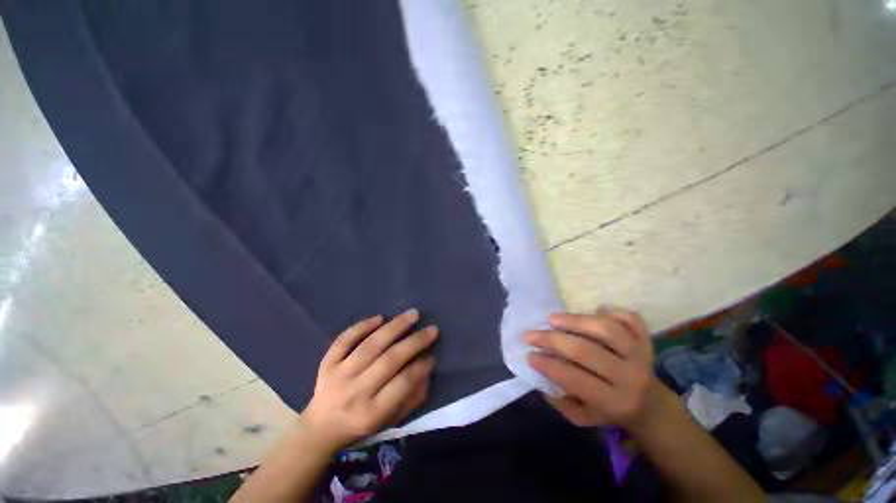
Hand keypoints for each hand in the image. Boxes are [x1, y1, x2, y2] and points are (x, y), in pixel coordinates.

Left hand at [300, 309, 437, 452]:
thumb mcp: (389, 421)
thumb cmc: (361, 426)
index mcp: (371, 413)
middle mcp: (354, 393)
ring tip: (412, 314)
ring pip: (370, 345)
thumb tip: (426, 369)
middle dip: (414, 342)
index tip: (432, 356)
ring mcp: (338, 376)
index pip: (402, 384)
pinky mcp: (326, 364)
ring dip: (394, 327)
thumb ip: (411, 398)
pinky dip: (361, 327)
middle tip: (432, 329)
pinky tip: (379, 317)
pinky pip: (344, 341)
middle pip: (389, 360)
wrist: (320, 429)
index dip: (420, 367)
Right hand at [526, 308, 672, 432]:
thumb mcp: (583, 417)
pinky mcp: (646, 339)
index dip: (548, 365)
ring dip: (575, 320)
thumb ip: (560, 400)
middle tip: (530, 334)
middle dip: (552, 340)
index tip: (528, 355)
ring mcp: (640, 354)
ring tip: (552, 318)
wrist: (651, 407)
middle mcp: (630, 377)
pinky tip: (594, 311)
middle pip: (587, 351)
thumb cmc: (609, 411)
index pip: (575, 379)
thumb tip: (537, 373)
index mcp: (614, 402)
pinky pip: (630, 318)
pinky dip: (611, 311)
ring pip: (607, 329)